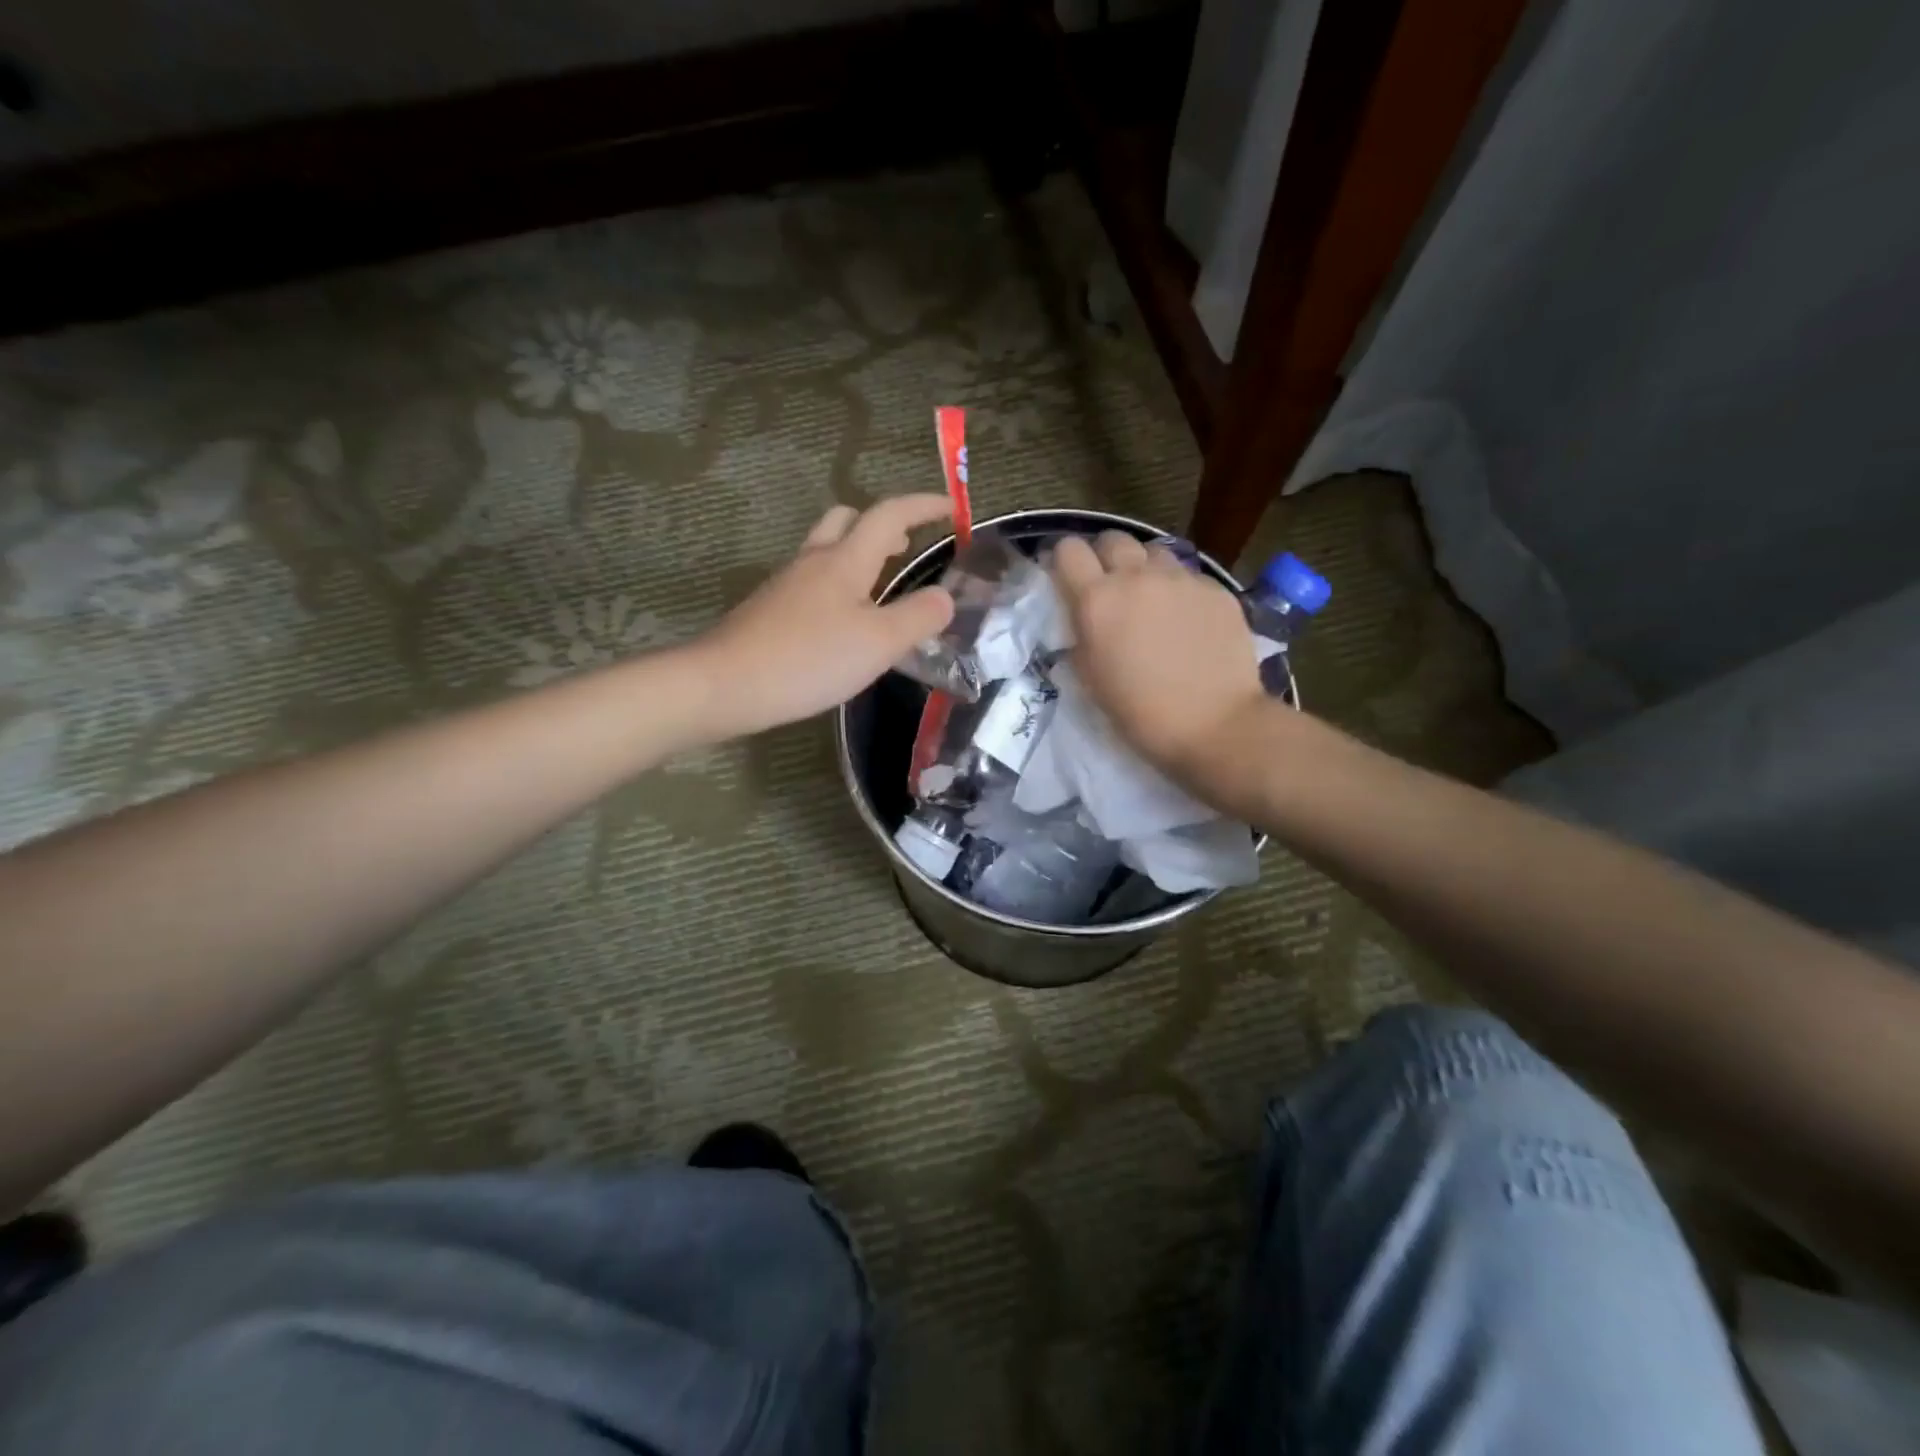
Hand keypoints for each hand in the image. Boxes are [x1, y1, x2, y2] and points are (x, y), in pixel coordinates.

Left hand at [693, 495, 956, 735]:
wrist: (725, 684)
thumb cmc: (808, 659)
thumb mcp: (878, 643)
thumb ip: (918, 617)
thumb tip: (945, 597)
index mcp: (844, 559)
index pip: (889, 514)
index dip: (923, 505)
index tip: (952, 509)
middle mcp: (813, 561)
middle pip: (848, 520)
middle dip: (882, 525)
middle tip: (907, 547)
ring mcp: (787, 585)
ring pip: (827, 550)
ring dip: (858, 555)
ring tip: (881, 586)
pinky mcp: (770, 610)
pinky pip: (812, 582)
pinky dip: (838, 585)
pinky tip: (844, 621)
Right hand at [1052, 532, 1267, 776]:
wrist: (1215, 725)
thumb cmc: (1140, 713)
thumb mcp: (1090, 678)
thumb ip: (1081, 635)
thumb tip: (1082, 618)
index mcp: (1097, 600)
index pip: (1068, 549)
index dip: (1064, 560)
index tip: (1068, 579)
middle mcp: (1137, 577)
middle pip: (1112, 538)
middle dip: (1104, 557)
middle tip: (1109, 587)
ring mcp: (1181, 579)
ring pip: (1153, 552)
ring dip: (1144, 568)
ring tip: (1151, 599)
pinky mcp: (1215, 589)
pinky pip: (1188, 576)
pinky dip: (1179, 590)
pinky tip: (1187, 621)